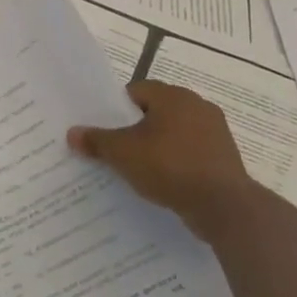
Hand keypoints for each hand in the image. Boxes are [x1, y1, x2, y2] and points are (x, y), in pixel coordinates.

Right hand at [67, 81, 254, 233]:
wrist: (224, 206)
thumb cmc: (170, 167)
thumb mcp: (122, 154)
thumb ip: (96, 141)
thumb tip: (72, 133)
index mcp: (174, 96)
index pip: (137, 90)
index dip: (116, 107)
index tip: (104, 127)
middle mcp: (198, 106)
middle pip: (156, 111)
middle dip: (136, 127)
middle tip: (116, 147)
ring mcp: (216, 131)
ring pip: (175, 132)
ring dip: (157, 145)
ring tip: (138, 166)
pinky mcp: (225, 157)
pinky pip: (191, 152)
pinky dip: (176, 161)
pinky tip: (163, 180)